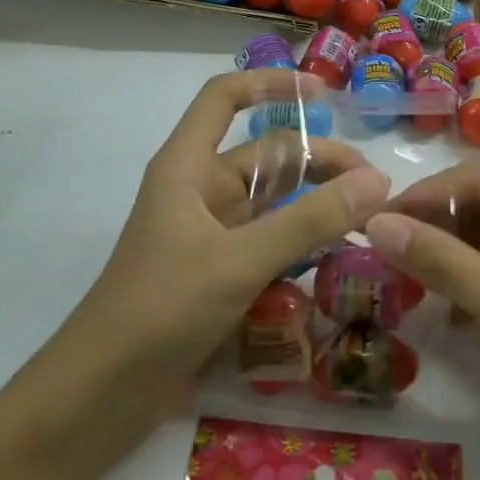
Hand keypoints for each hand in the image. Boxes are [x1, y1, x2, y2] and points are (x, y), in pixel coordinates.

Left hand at [46, 69, 389, 418]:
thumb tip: (377, 182)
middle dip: (318, 162)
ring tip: (368, 219)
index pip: (224, 98)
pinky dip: (301, 244)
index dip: (269, 84)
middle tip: (375, 188)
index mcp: (188, 166)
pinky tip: (337, 258)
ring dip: (315, 205)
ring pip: (272, 202)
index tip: (323, 94)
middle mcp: (200, 190)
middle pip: (265, 155)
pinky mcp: (217, 272)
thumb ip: (309, 221)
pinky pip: (268, 242)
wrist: (102, 395)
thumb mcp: (240, 260)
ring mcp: (209, 233)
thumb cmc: (161, 308)